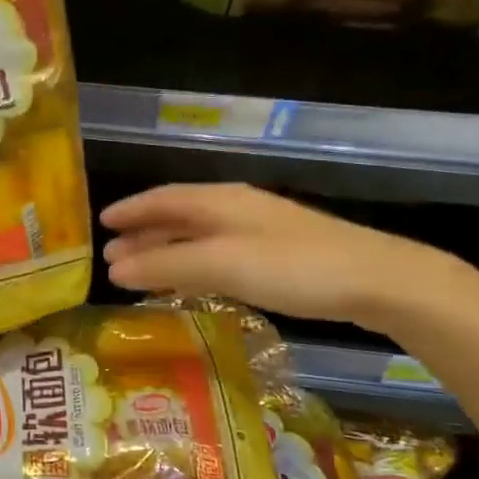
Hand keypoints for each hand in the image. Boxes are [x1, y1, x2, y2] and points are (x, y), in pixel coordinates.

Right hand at [101, 183, 454, 330]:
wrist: (376, 280)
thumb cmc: (291, 267)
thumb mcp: (221, 264)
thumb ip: (166, 265)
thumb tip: (114, 269)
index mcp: (220, 200)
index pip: (163, 198)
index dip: (130, 210)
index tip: (101, 225)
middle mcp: (237, 207)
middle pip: (179, 215)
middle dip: (144, 234)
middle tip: (113, 256)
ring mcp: (261, 229)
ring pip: (200, 234)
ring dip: (167, 249)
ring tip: (142, 270)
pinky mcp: (280, 253)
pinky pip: (220, 251)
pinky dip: (194, 262)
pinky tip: (194, 280)